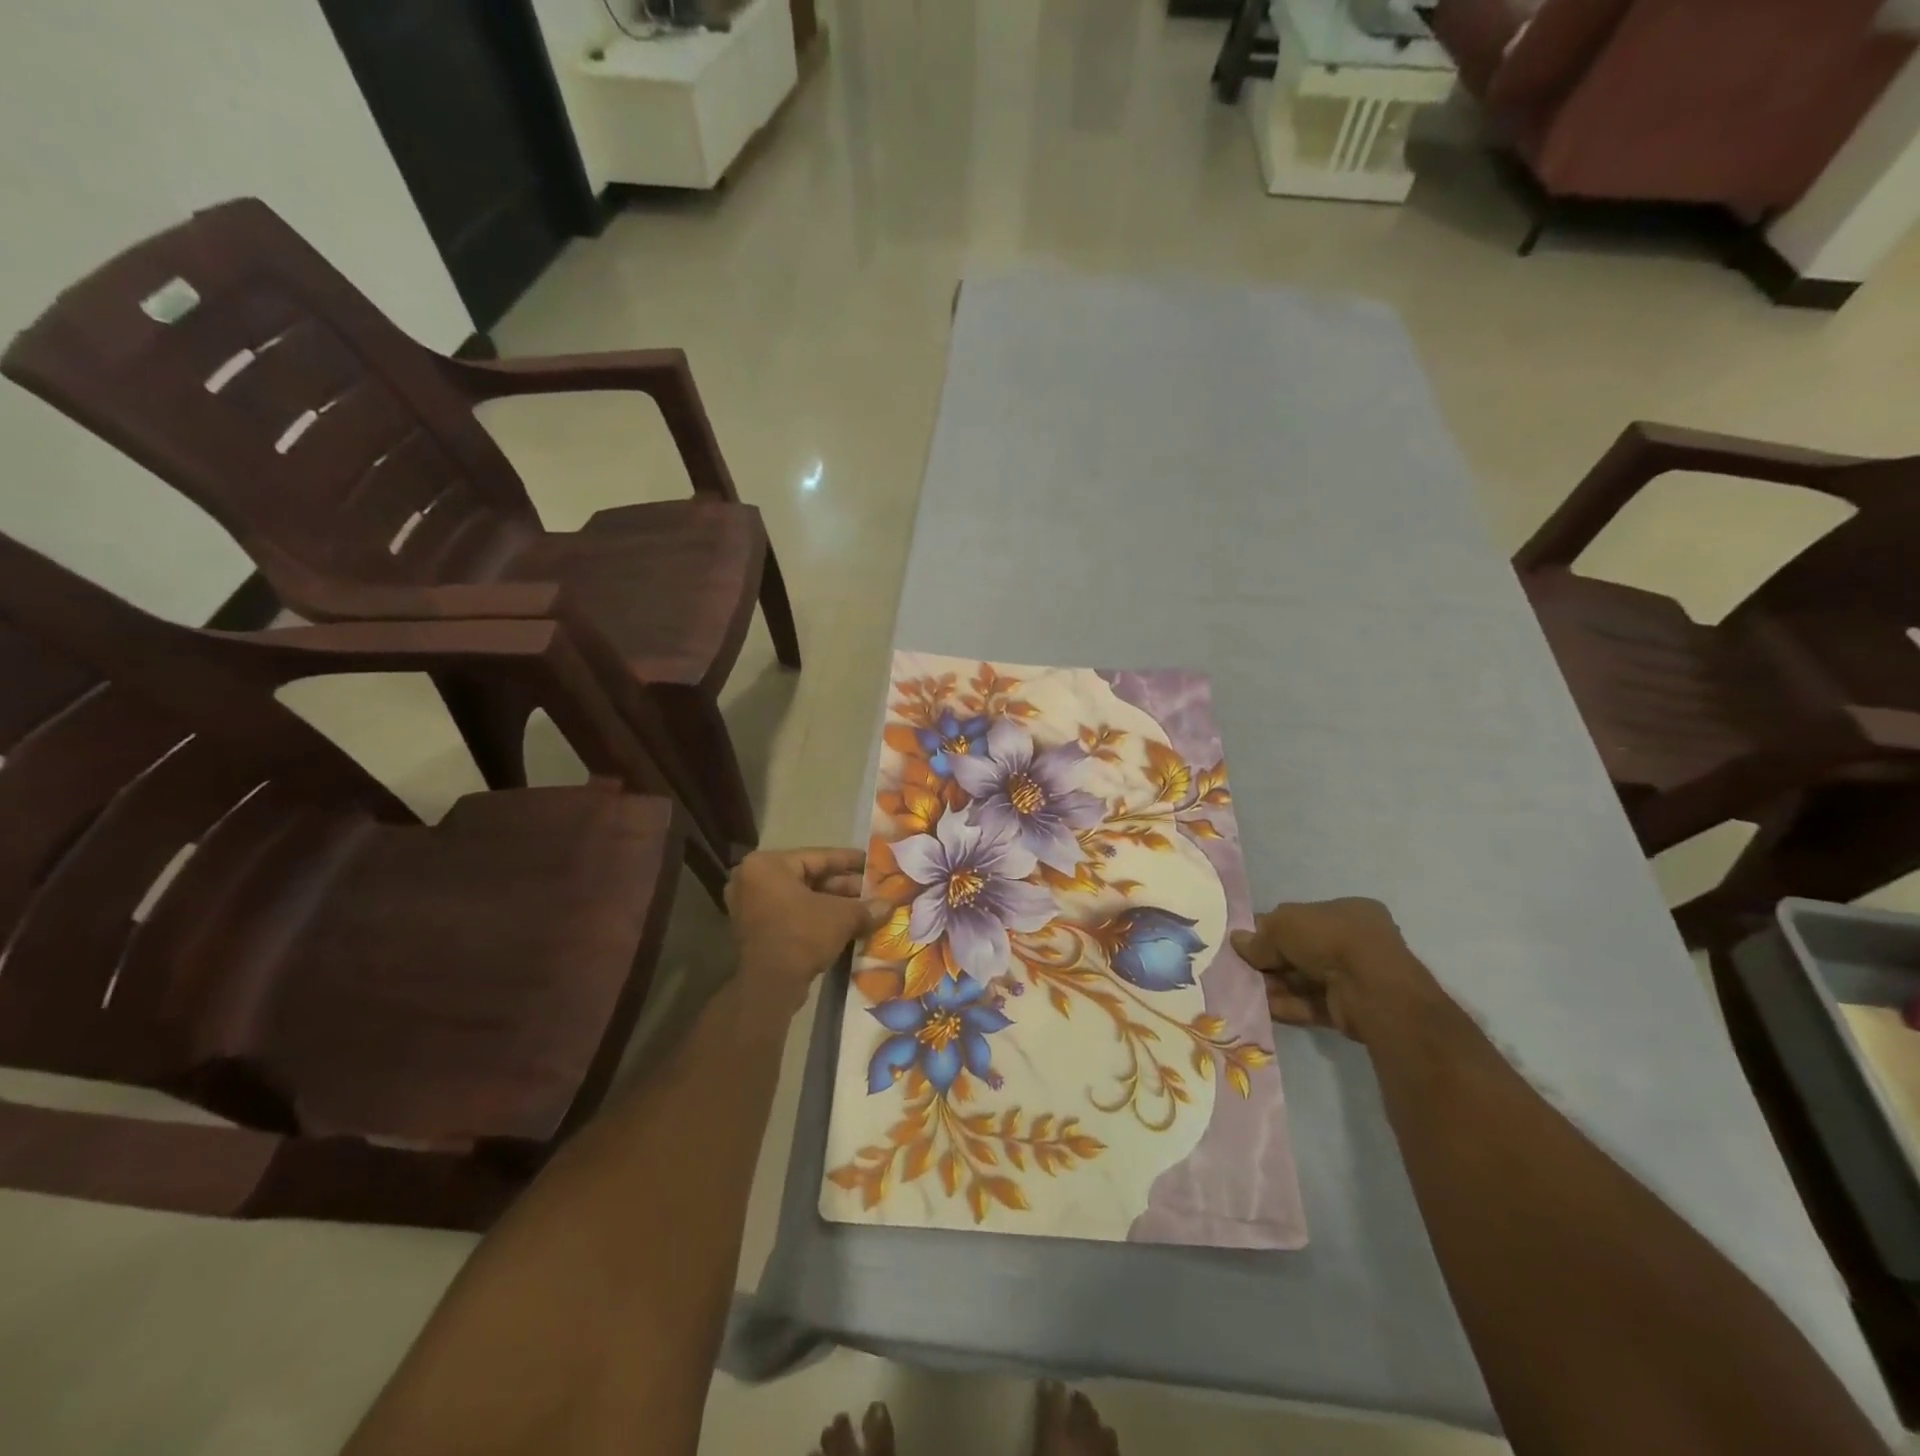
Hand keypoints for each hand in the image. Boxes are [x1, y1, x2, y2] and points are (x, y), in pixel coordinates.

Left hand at [726, 849, 889, 1013]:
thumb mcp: (841, 917)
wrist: (768, 987)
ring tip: (866, 909)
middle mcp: (754, 880)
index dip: (850, 861)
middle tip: (874, 890)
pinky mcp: (754, 931)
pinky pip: (792, 915)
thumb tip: (889, 905)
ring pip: (802, 899)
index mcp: (768, 865)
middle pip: (809, 878)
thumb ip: (866, 907)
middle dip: (844, 887)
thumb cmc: (801, 936)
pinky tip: (847, 926)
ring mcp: (750, 907)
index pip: (818, 856)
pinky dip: (817, 919)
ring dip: (833, 905)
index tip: (872, 863)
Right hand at [1230, 898, 1440, 1042]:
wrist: (1371, 989)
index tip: (1246, 940)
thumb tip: (1237, 941)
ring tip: (1245, 989)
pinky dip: (1288, 1005)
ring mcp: (1354, 976)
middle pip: (1301, 950)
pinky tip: (1263, 1007)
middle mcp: (1354, 941)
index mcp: (1347, 911)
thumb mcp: (1284, 925)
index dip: (1271, 927)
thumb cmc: (1330, 938)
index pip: (1301, 916)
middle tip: (1241, 967)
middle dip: (1271, 960)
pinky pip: (1312, 1003)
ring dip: (1276, 984)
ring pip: (1305, 978)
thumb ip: (1259, 936)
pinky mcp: (1350, 1008)